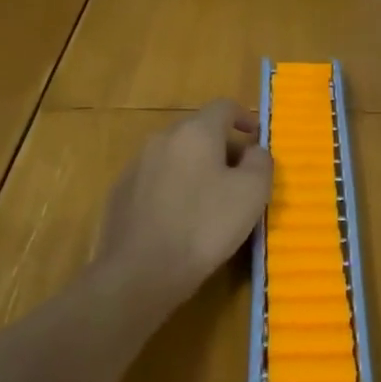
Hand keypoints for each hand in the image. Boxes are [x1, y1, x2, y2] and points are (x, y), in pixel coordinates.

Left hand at [96, 100, 270, 308]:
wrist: (138, 274)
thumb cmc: (204, 226)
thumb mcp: (252, 193)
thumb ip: (260, 162)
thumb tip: (254, 151)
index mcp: (196, 132)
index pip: (224, 107)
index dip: (244, 117)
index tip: (256, 137)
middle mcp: (162, 139)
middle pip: (198, 131)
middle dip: (221, 146)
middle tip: (238, 176)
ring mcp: (136, 166)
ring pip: (175, 156)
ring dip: (195, 168)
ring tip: (209, 200)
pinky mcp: (120, 194)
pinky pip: (155, 180)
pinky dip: (172, 189)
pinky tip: (179, 220)